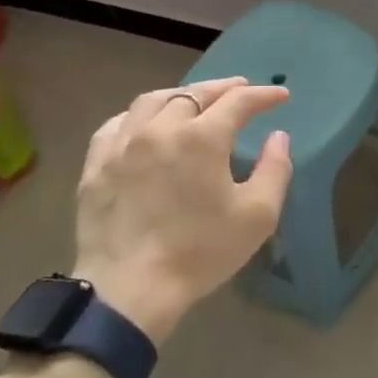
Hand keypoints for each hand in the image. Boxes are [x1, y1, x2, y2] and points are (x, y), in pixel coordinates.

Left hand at [72, 77, 292, 342]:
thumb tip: (278, 137)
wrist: (129, 288)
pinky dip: (139, 116)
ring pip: (153, 101)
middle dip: (223, 89)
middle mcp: (160, 128)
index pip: (238, 102)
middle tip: (241, 89)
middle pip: (194, 94)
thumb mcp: (257, 216)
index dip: (263, 96)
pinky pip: (117, 124)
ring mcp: (122, 143)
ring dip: (181, 95)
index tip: (281, 97)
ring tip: (195, 100)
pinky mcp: (96, 164)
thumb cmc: (200, 252)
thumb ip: (275, 169)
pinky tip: (145, 125)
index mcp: (202, 138)